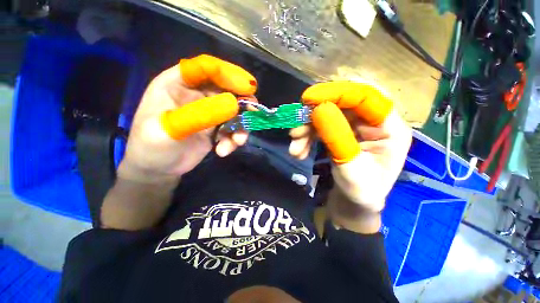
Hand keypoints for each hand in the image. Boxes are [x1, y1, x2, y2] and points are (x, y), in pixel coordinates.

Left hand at [120, 54, 257, 181]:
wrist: (158, 169)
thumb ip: (199, 115)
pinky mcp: (216, 128)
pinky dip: (233, 139)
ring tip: (237, 142)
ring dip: (240, 126)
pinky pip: (233, 128)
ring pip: (234, 111)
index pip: (205, 68)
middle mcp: (196, 95)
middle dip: (242, 103)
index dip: (228, 74)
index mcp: (177, 84)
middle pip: (226, 90)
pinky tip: (223, 151)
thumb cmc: (152, 147)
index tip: (247, 87)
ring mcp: (208, 112)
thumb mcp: (169, 130)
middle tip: (253, 114)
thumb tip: (233, 104)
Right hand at [289, 82, 411, 212]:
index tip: (310, 99)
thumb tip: (319, 109)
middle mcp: (372, 121)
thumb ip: (337, 138)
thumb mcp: (350, 168)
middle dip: (313, 117)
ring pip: (325, 116)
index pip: (366, 96)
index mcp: (389, 128)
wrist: (354, 202)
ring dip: (306, 130)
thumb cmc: (361, 190)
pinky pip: (320, 127)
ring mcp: (354, 126)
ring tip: (294, 149)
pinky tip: (298, 151)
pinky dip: (306, 137)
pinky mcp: (339, 132)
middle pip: (340, 105)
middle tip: (295, 131)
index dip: (338, 93)